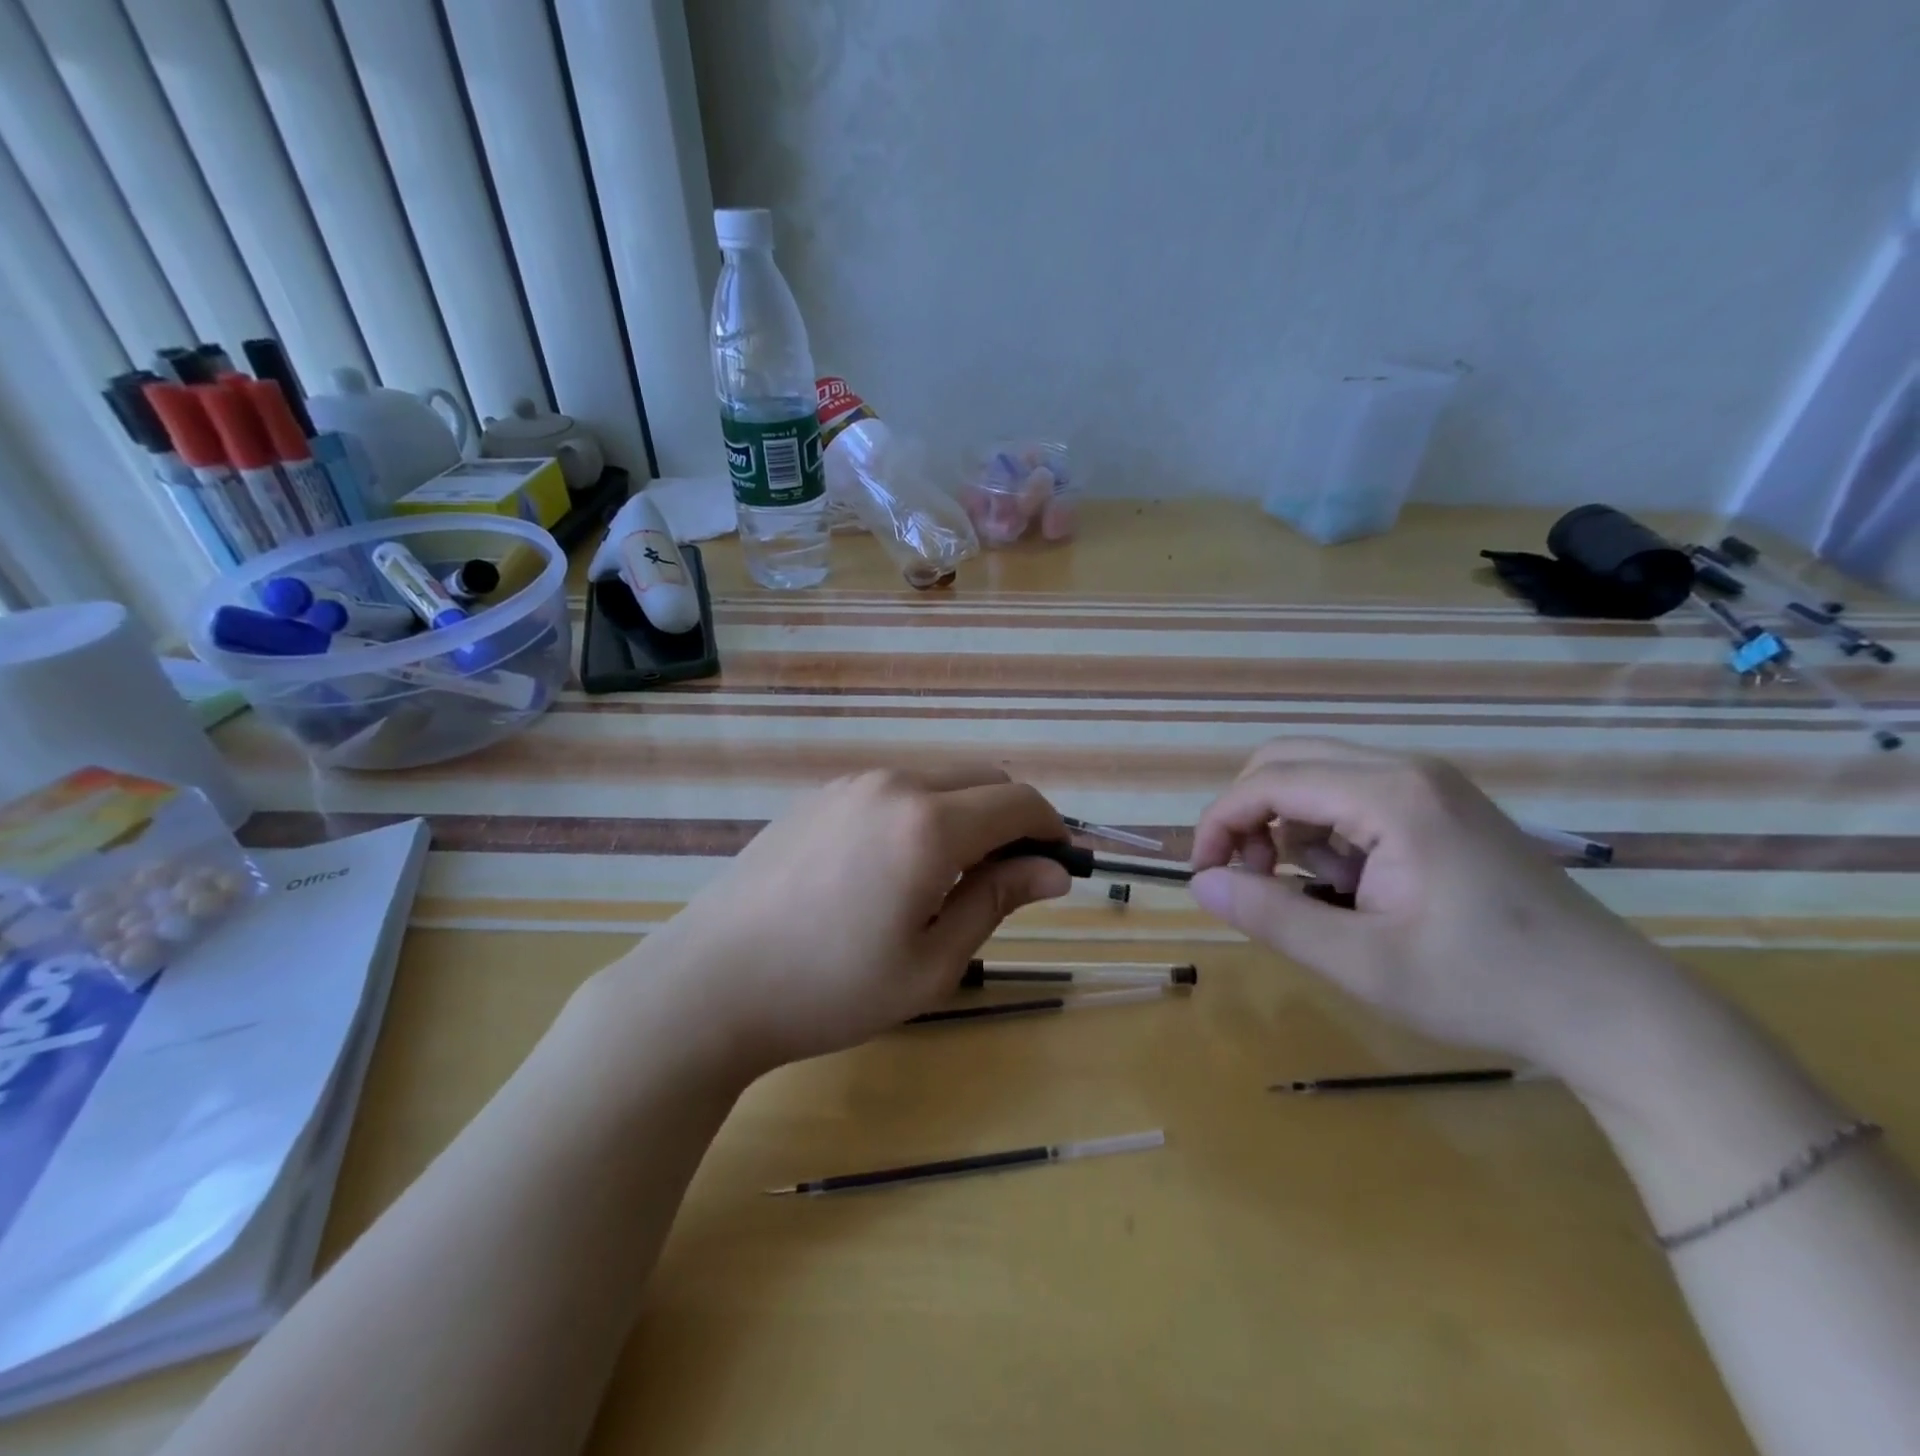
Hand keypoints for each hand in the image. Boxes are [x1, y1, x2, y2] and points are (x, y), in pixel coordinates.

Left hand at [603, 766, 1070, 1080]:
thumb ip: (996, 900)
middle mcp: (893, 785)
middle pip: (981, 779)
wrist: (710, 984)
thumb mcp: (932, 961)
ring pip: (935, 782)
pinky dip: (918, 815)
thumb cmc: (831, 988)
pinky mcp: (816, 797)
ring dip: (963, 816)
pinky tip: (888, 871)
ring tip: (944, 882)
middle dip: (1011, 818)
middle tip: (1007, 879)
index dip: (1051, 829)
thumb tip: (1053, 870)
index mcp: (929, 824)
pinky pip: (890, 792)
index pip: (1019, 801)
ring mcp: (849, 785)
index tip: (1059, 865)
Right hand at [1187, 739, 1695, 1094]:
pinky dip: (1327, 833)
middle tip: (1250, 879)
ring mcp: (1430, 784)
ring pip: (1317, 776)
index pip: (1269, 781)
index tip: (1204, 875)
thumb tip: (1199, 884)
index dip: (1220, 823)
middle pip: (1288, 761)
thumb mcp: (1360, 962)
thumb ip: (1270, 916)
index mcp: (1390, 796)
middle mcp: (1407, 770)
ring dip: (1289, 826)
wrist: (1615, 1010)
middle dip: (1250, 816)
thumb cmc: (1483, 986)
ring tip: (1312, 892)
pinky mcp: (1441, 805)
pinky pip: (1353, 796)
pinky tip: (1353, 886)